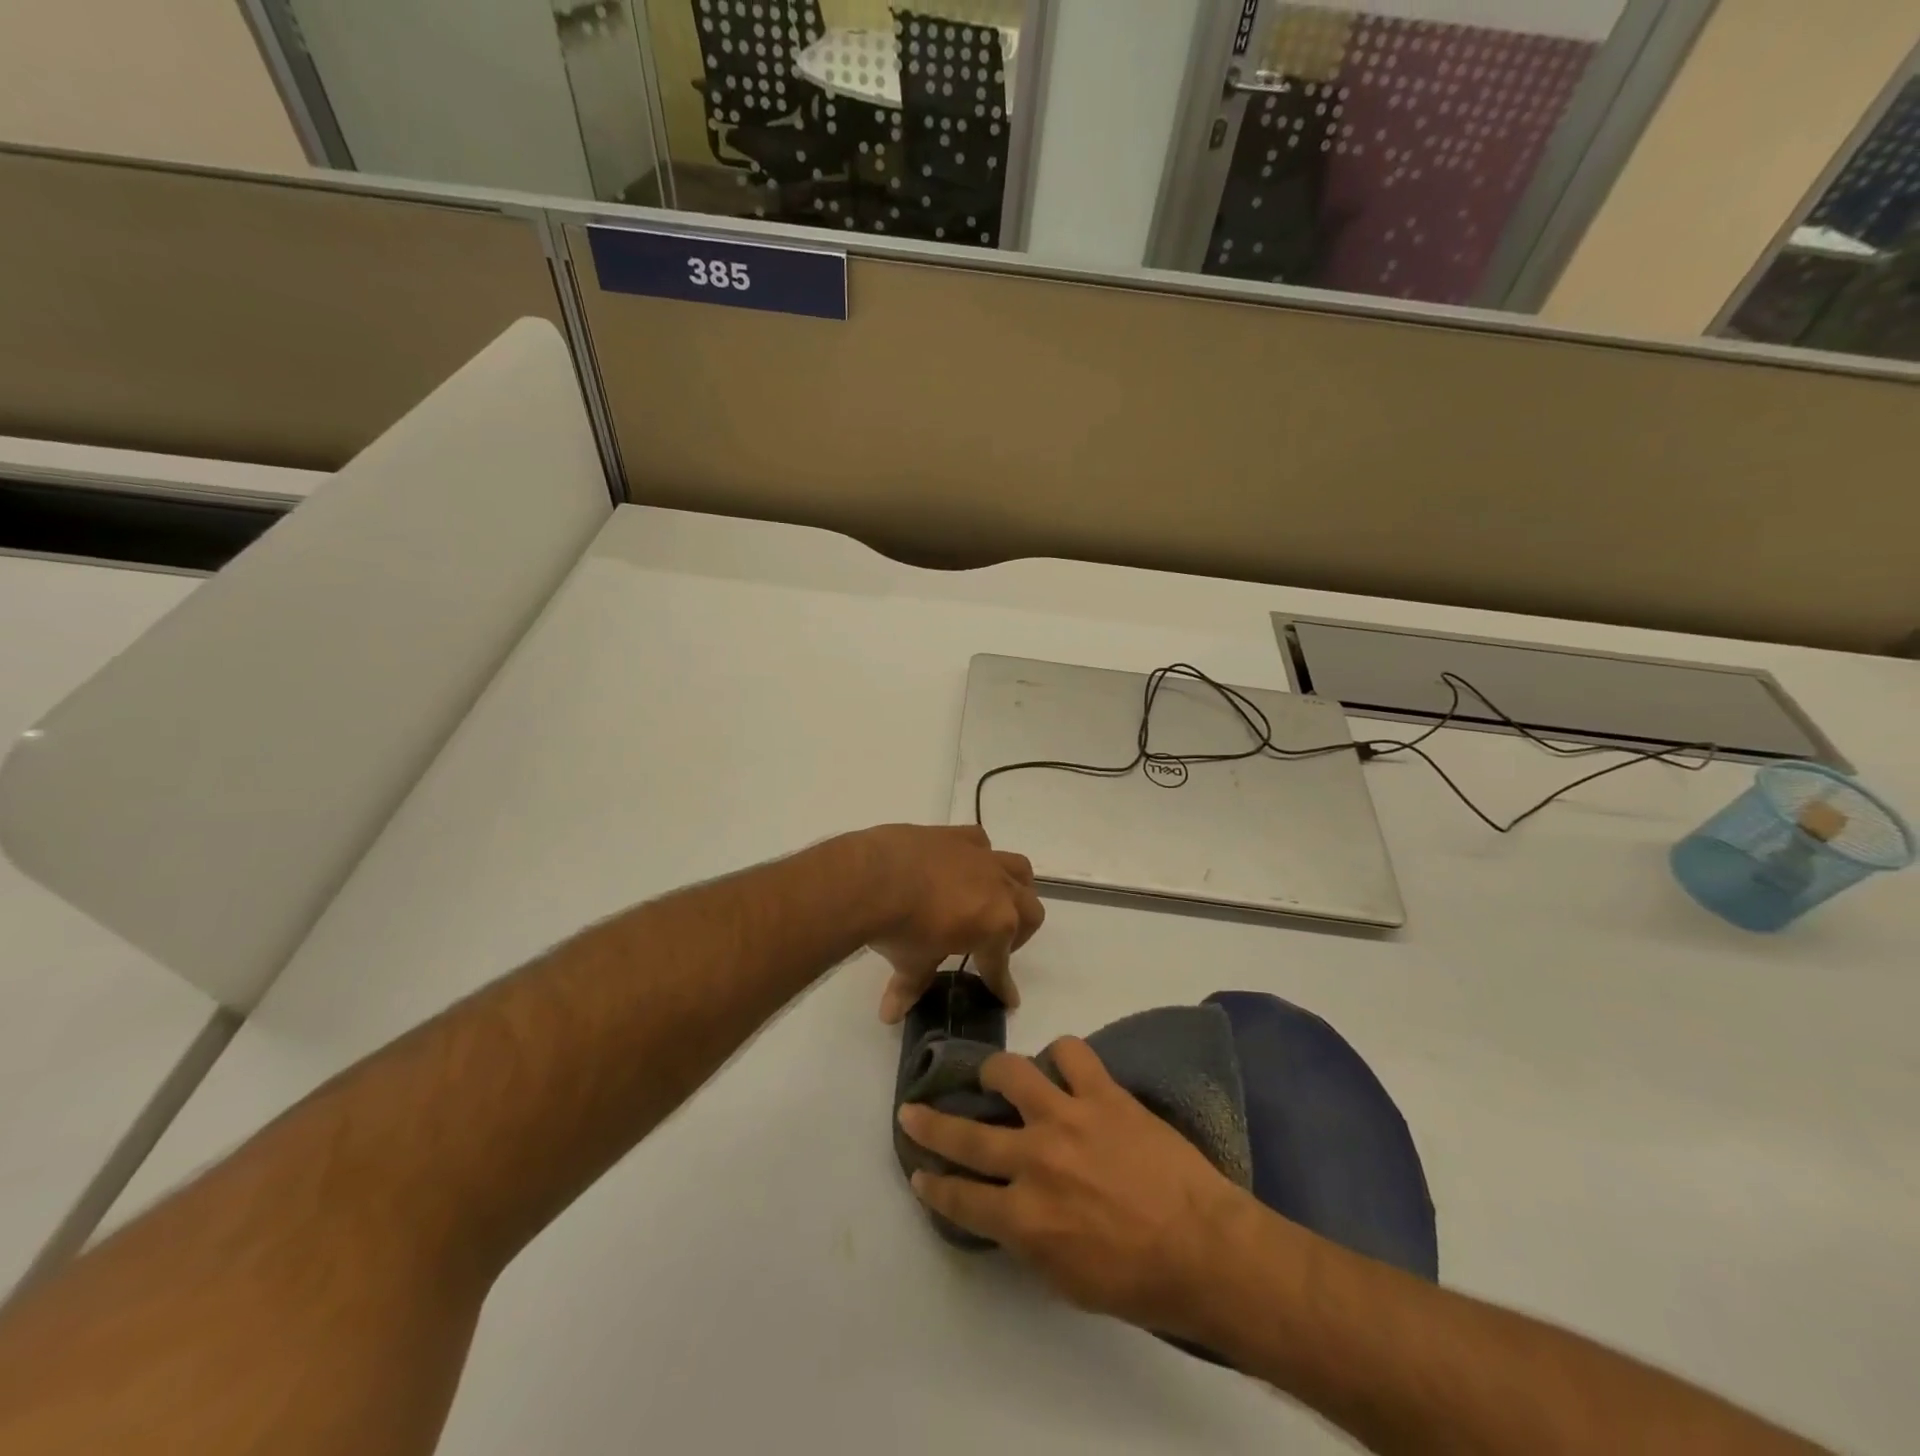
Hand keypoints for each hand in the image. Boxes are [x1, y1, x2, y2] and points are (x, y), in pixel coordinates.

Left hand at [861, 825, 1044, 1022]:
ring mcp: (981, 857)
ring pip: (1019, 870)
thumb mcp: (911, 963)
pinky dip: (979, 857)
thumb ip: (911, 986)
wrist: (872, 877)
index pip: (1001, 964)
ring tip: (989, 901)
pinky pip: (982, 843)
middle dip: (1018, 932)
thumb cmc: (899, 928)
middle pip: (1030, 911)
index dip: (1002, 984)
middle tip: (991, 945)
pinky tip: (960, 868)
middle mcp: (999, 889)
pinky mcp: (957, 834)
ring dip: (1013, 889)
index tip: (1006, 998)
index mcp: (996, 926)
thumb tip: (891, 1014)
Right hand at [897, 1038, 1249, 1333]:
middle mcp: (1035, 1161)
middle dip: (931, 1123)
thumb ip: (1027, 1239)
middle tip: (911, 1110)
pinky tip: (1062, 1065)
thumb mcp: (1065, 1280)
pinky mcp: (1103, 1093)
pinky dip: (1062, 1055)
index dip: (934, 1184)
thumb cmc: (1137, 1281)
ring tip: (996, 1075)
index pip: (961, 1198)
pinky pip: (1071, 1052)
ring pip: (1011, 1073)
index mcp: (1024, 1220)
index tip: (918, 1172)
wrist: (1205, 1250)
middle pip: (967, 1134)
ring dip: (996, 1071)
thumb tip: (1008, 1209)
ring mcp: (1068, 1119)